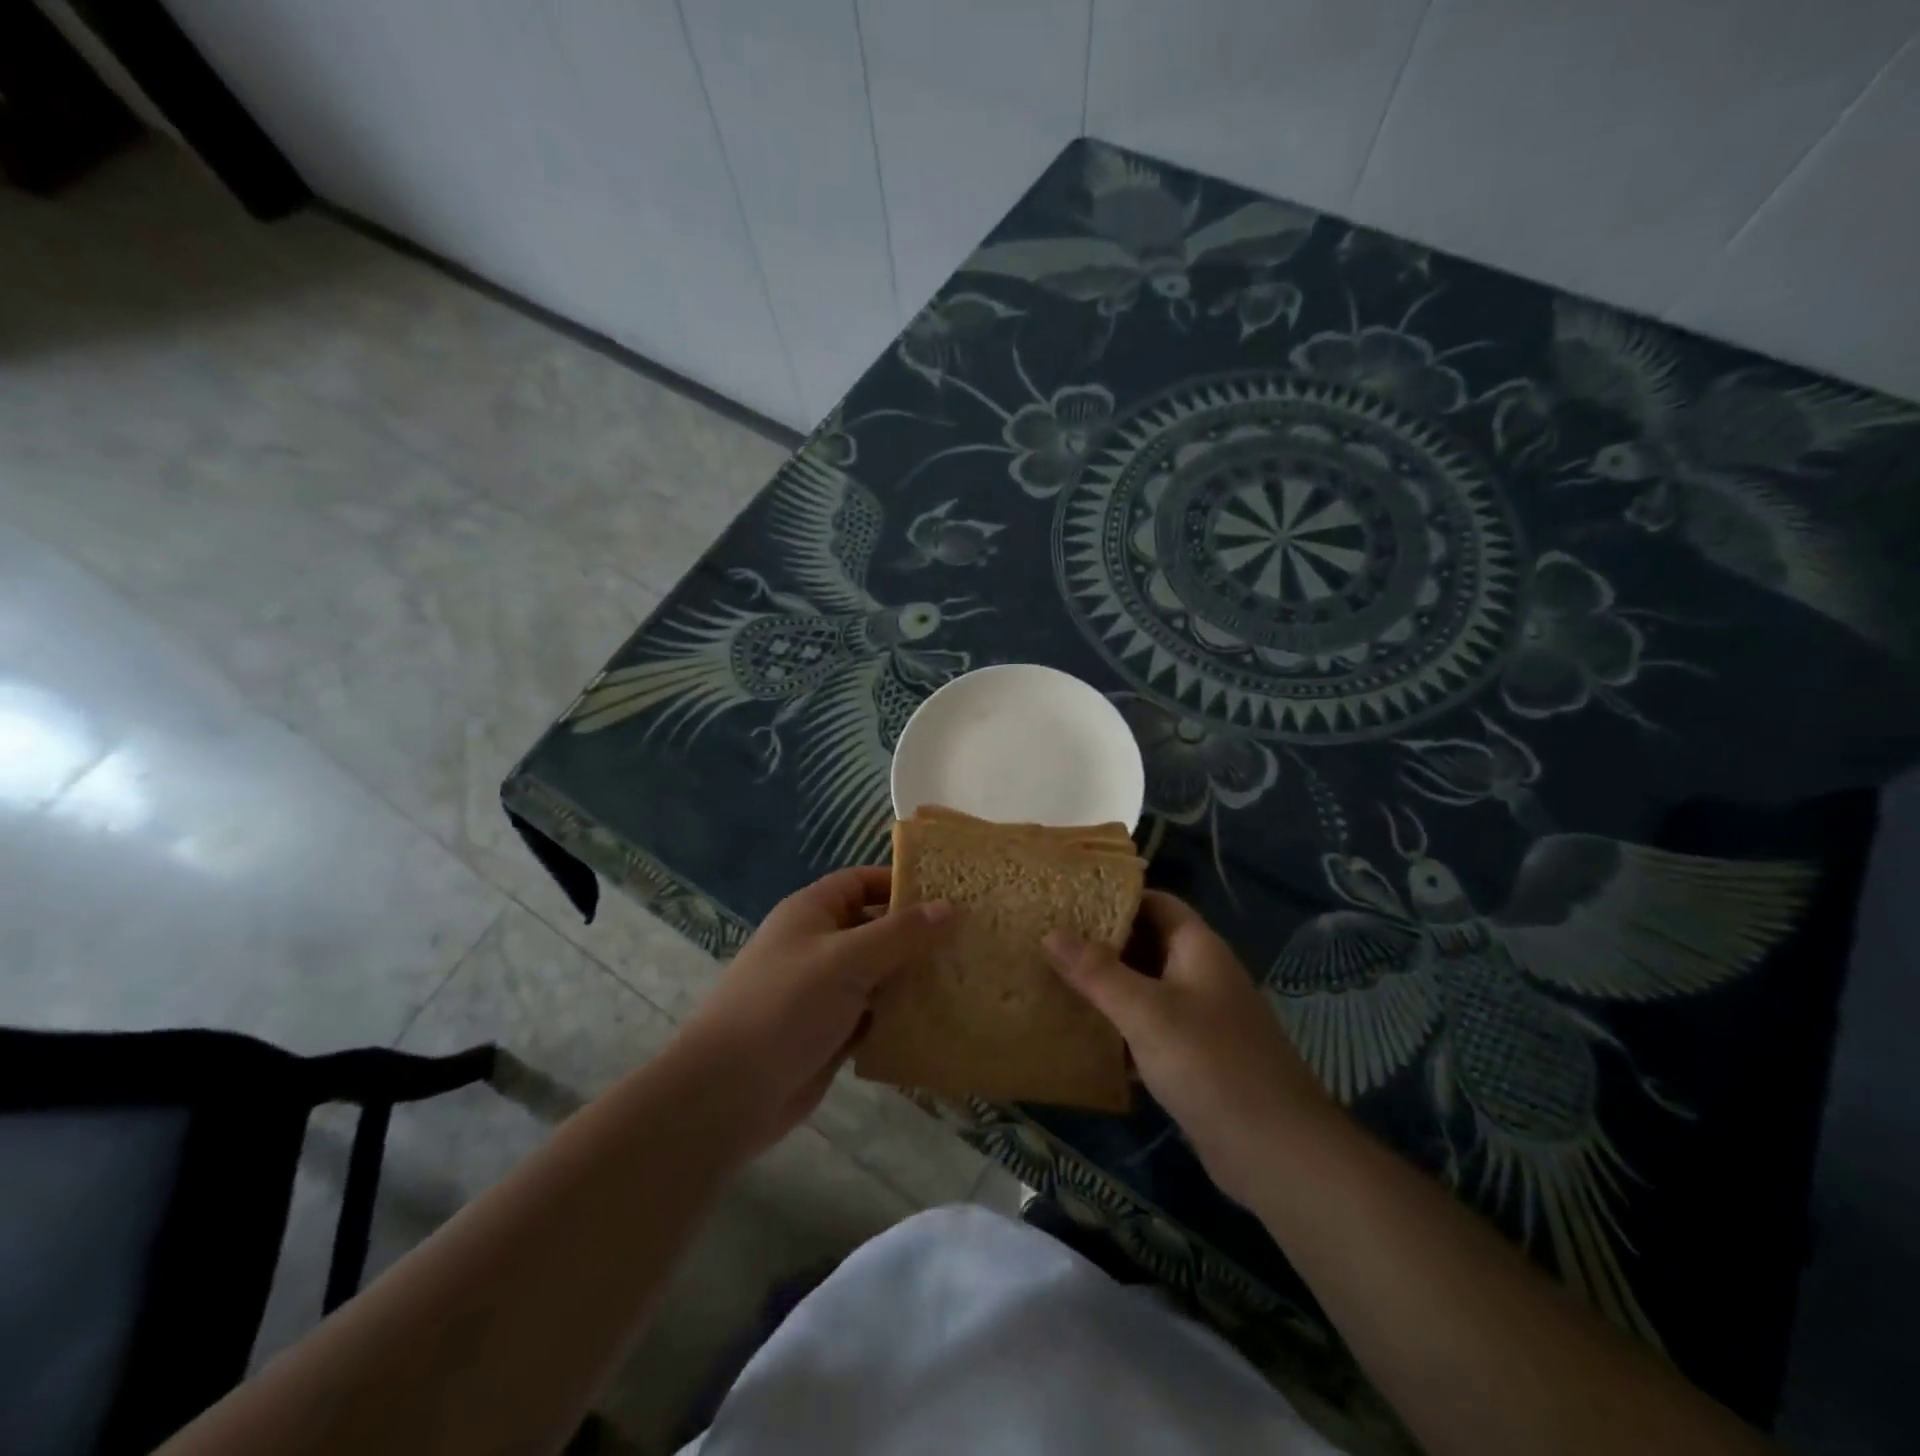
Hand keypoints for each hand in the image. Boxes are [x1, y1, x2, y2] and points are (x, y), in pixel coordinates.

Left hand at [676, 866, 953, 1152]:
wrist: (727, 1093)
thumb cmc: (785, 1006)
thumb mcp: (847, 960)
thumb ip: (900, 933)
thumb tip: (951, 907)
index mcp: (813, 911)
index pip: (864, 881)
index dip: (903, 884)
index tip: (952, 895)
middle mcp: (820, 944)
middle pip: (876, 927)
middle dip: (918, 935)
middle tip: (971, 941)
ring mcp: (824, 990)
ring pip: (880, 974)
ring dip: (914, 978)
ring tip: (967, 978)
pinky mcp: (831, 1031)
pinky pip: (875, 1014)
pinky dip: (900, 1016)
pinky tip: (940, 1021)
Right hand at [1044, 891, 1334, 1207]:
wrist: (1276, 1152)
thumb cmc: (1210, 1063)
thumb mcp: (1146, 1011)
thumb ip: (1097, 971)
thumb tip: (1050, 932)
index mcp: (1197, 948)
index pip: (1154, 902)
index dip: (1114, 897)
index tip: (1067, 899)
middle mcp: (1199, 975)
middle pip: (1145, 944)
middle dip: (1100, 943)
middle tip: (1046, 941)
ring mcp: (1198, 1019)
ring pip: (1143, 989)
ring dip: (1104, 987)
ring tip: (1051, 982)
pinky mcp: (1192, 1059)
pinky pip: (1146, 1030)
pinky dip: (1117, 1029)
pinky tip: (1078, 1037)